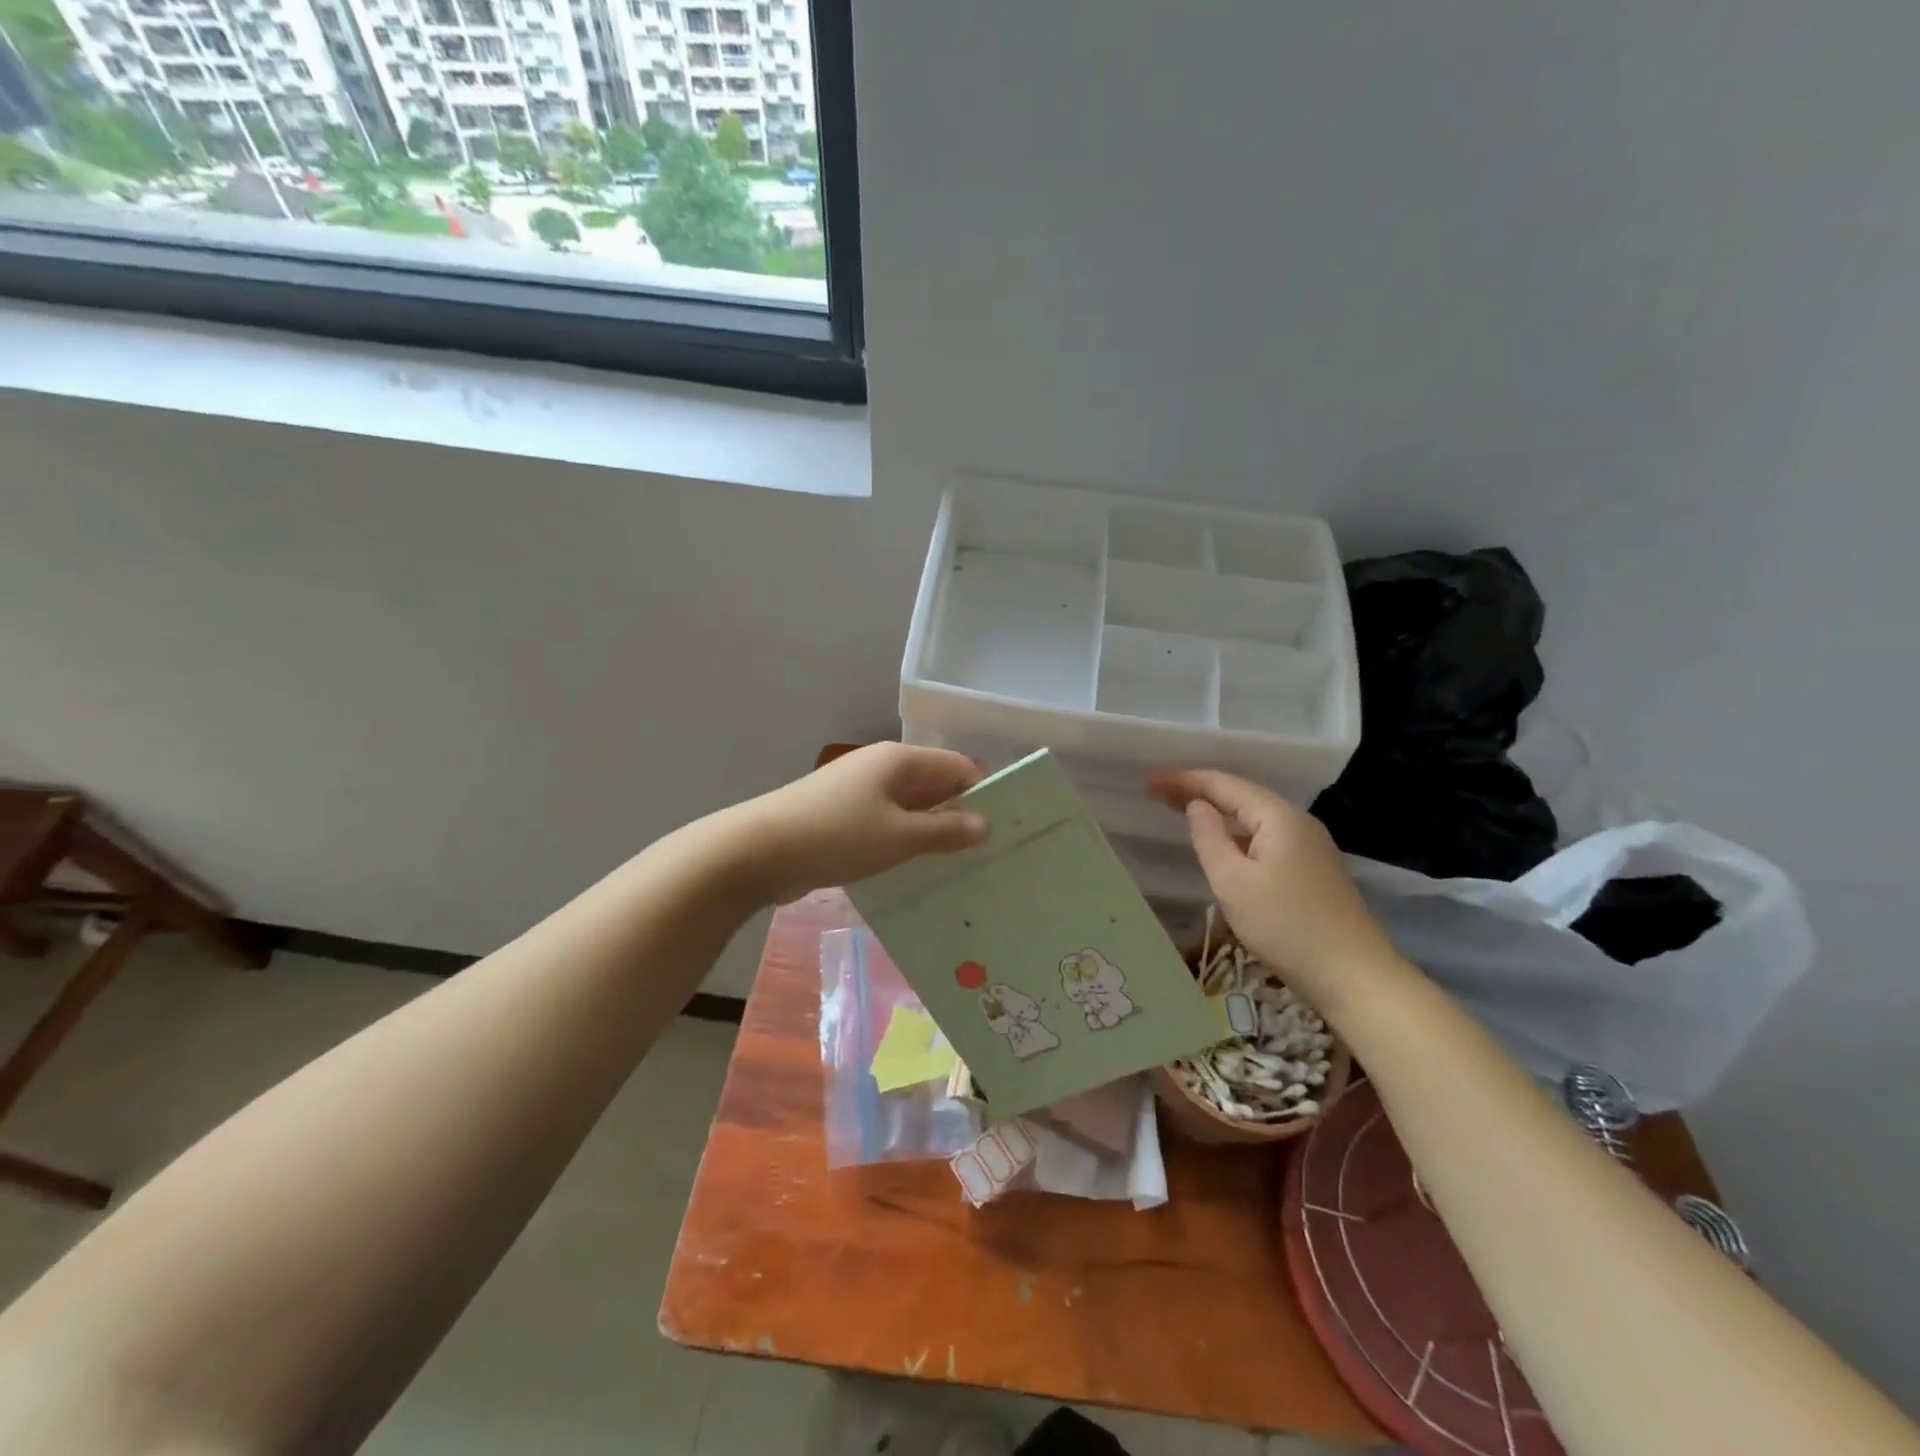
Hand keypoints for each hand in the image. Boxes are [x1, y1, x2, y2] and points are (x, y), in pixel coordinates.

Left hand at [724, 743, 987, 905]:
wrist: (757, 852)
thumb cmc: (836, 836)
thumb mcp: (899, 836)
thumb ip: (945, 830)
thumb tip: (985, 823)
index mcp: (900, 761)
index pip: (959, 767)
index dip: (986, 793)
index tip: (1011, 828)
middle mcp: (882, 769)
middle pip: (936, 787)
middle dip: (962, 817)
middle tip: (993, 855)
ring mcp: (860, 793)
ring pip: (911, 810)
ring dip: (933, 835)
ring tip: (965, 870)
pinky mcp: (843, 818)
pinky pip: (887, 827)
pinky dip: (905, 844)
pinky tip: (920, 874)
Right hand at [1147, 768, 1411, 1012]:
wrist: (1354, 975)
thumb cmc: (1286, 926)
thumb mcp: (1233, 882)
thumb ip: (1209, 838)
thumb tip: (1196, 806)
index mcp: (1278, 817)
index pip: (1223, 784)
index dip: (1183, 780)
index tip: (1149, 782)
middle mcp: (1297, 821)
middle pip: (1240, 795)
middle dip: (1198, 791)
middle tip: (1156, 793)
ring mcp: (1310, 845)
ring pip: (1254, 816)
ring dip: (1217, 810)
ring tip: (1181, 810)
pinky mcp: (1312, 868)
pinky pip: (1266, 835)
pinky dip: (1236, 831)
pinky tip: (1223, 842)